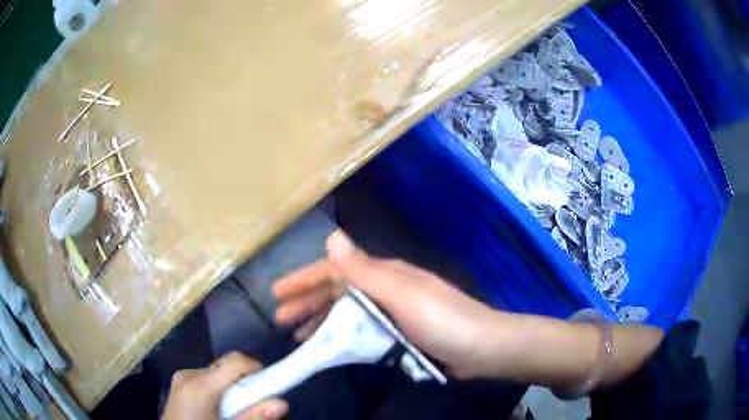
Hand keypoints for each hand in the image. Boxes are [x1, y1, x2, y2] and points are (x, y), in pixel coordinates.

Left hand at [162, 352, 287, 419]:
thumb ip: (253, 417)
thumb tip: (282, 402)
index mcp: (199, 385)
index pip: (234, 361)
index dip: (256, 368)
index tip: (270, 385)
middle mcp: (188, 374)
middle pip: (225, 367)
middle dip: (245, 382)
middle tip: (256, 404)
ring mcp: (181, 377)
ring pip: (216, 373)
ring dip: (232, 387)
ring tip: (236, 410)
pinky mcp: (179, 383)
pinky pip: (206, 379)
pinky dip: (219, 389)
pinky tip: (220, 409)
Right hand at [272, 230, 497, 378]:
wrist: (482, 347)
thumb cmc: (442, 320)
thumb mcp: (402, 295)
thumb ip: (366, 269)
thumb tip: (332, 235)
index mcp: (384, 274)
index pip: (334, 270)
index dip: (303, 279)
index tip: (276, 293)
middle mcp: (385, 288)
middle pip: (336, 291)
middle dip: (306, 302)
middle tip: (280, 319)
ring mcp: (392, 312)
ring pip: (346, 312)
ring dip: (320, 320)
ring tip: (297, 336)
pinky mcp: (398, 333)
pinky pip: (360, 330)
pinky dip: (341, 335)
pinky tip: (331, 346)